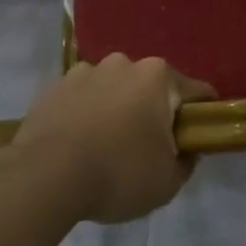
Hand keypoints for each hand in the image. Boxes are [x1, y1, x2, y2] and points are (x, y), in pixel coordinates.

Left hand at [4, 55, 215, 223]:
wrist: (44, 177)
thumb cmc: (117, 174)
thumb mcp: (167, 182)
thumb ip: (186, 162)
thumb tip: (186, 150)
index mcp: (158, 77)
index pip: (196, 92)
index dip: (202, 117)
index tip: (196, 141)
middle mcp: (124, 63)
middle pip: (151, 87)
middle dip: (153, 112)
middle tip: (147, 150)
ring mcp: (86, 71)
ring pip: (114, 89)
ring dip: (117, 110)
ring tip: (106, 148)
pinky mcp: (55, 86)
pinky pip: (82, 98)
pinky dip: (86, 114)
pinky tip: (78, 144)